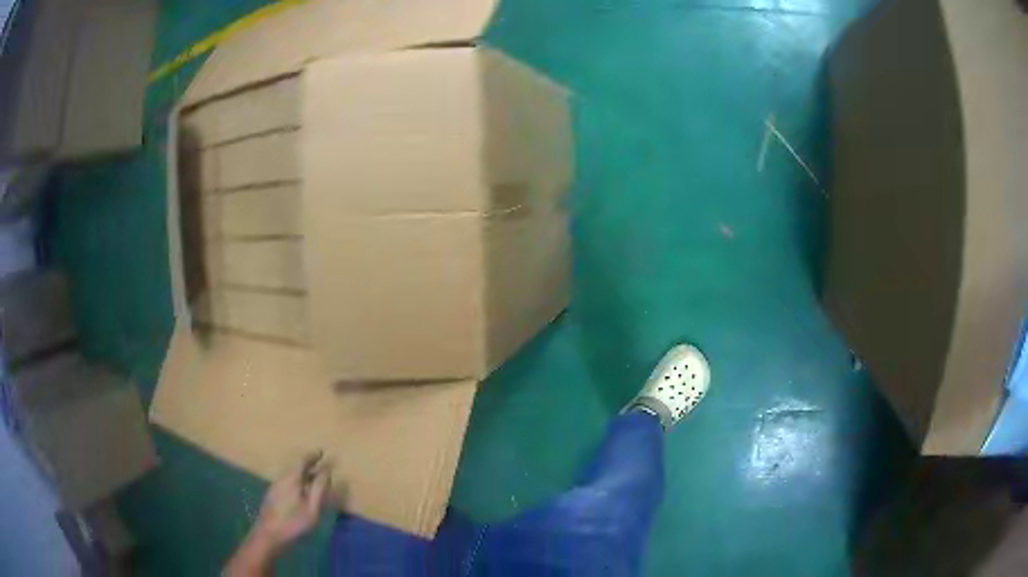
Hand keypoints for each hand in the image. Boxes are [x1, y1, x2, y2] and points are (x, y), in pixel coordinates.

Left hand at [251, 452, 330, 551]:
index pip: (302, 461)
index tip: (321, 452)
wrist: (269, 535)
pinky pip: (287, 483)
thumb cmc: (294, 522)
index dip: (312, 456)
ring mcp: (275, 487)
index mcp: (291, 479)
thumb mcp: (312, 508)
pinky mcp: (272, 496)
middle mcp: (281, 479)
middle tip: (320, 465)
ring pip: (291, 476)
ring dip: (303, 475)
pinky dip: (297, 482)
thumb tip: (326, 471)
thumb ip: (319, 489)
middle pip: (295, 468)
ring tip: (314, 479)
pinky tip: (301, 492)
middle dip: (308, 465)